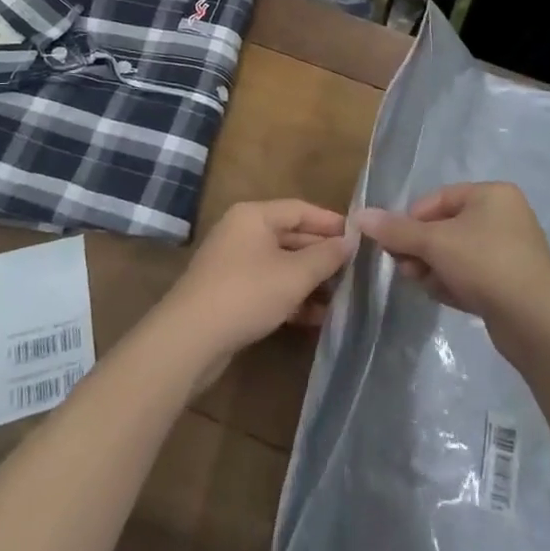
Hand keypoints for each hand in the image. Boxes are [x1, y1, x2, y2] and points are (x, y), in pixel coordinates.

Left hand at [160, 199, 355, 375]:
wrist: (189, 340)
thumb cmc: (246, 293)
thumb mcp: (294, 274)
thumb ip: (326, 256)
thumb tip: (351, 242)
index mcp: (254, 216)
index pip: (301, 210)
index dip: (331, 223)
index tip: (360, 238)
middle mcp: (242, 233)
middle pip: (291, 237)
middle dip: (323, 256)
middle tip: (356, 271)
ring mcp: (234, 264)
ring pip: (282, 265)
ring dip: (310, 281)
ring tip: (343, 297)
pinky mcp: (230, 294)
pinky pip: (269, 287)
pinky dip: (292, 298)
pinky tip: (317, 317)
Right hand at [356, 183, 549, 345]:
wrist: (537, 322)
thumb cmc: (486, 264)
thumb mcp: (435, 243)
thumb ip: (396, 230)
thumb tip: (359, 215)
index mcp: (492, 194)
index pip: (438, 198)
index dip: (411, 220)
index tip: (392, 244)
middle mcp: (503, 216)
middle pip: (445, 227)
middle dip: (420, 248)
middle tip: (404, 268)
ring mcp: (509, 251)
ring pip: (456, 254)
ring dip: (433, 267)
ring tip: (422, 284)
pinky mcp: (509, 283)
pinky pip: (471, 275)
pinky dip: (452, 282)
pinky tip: (442, 296)